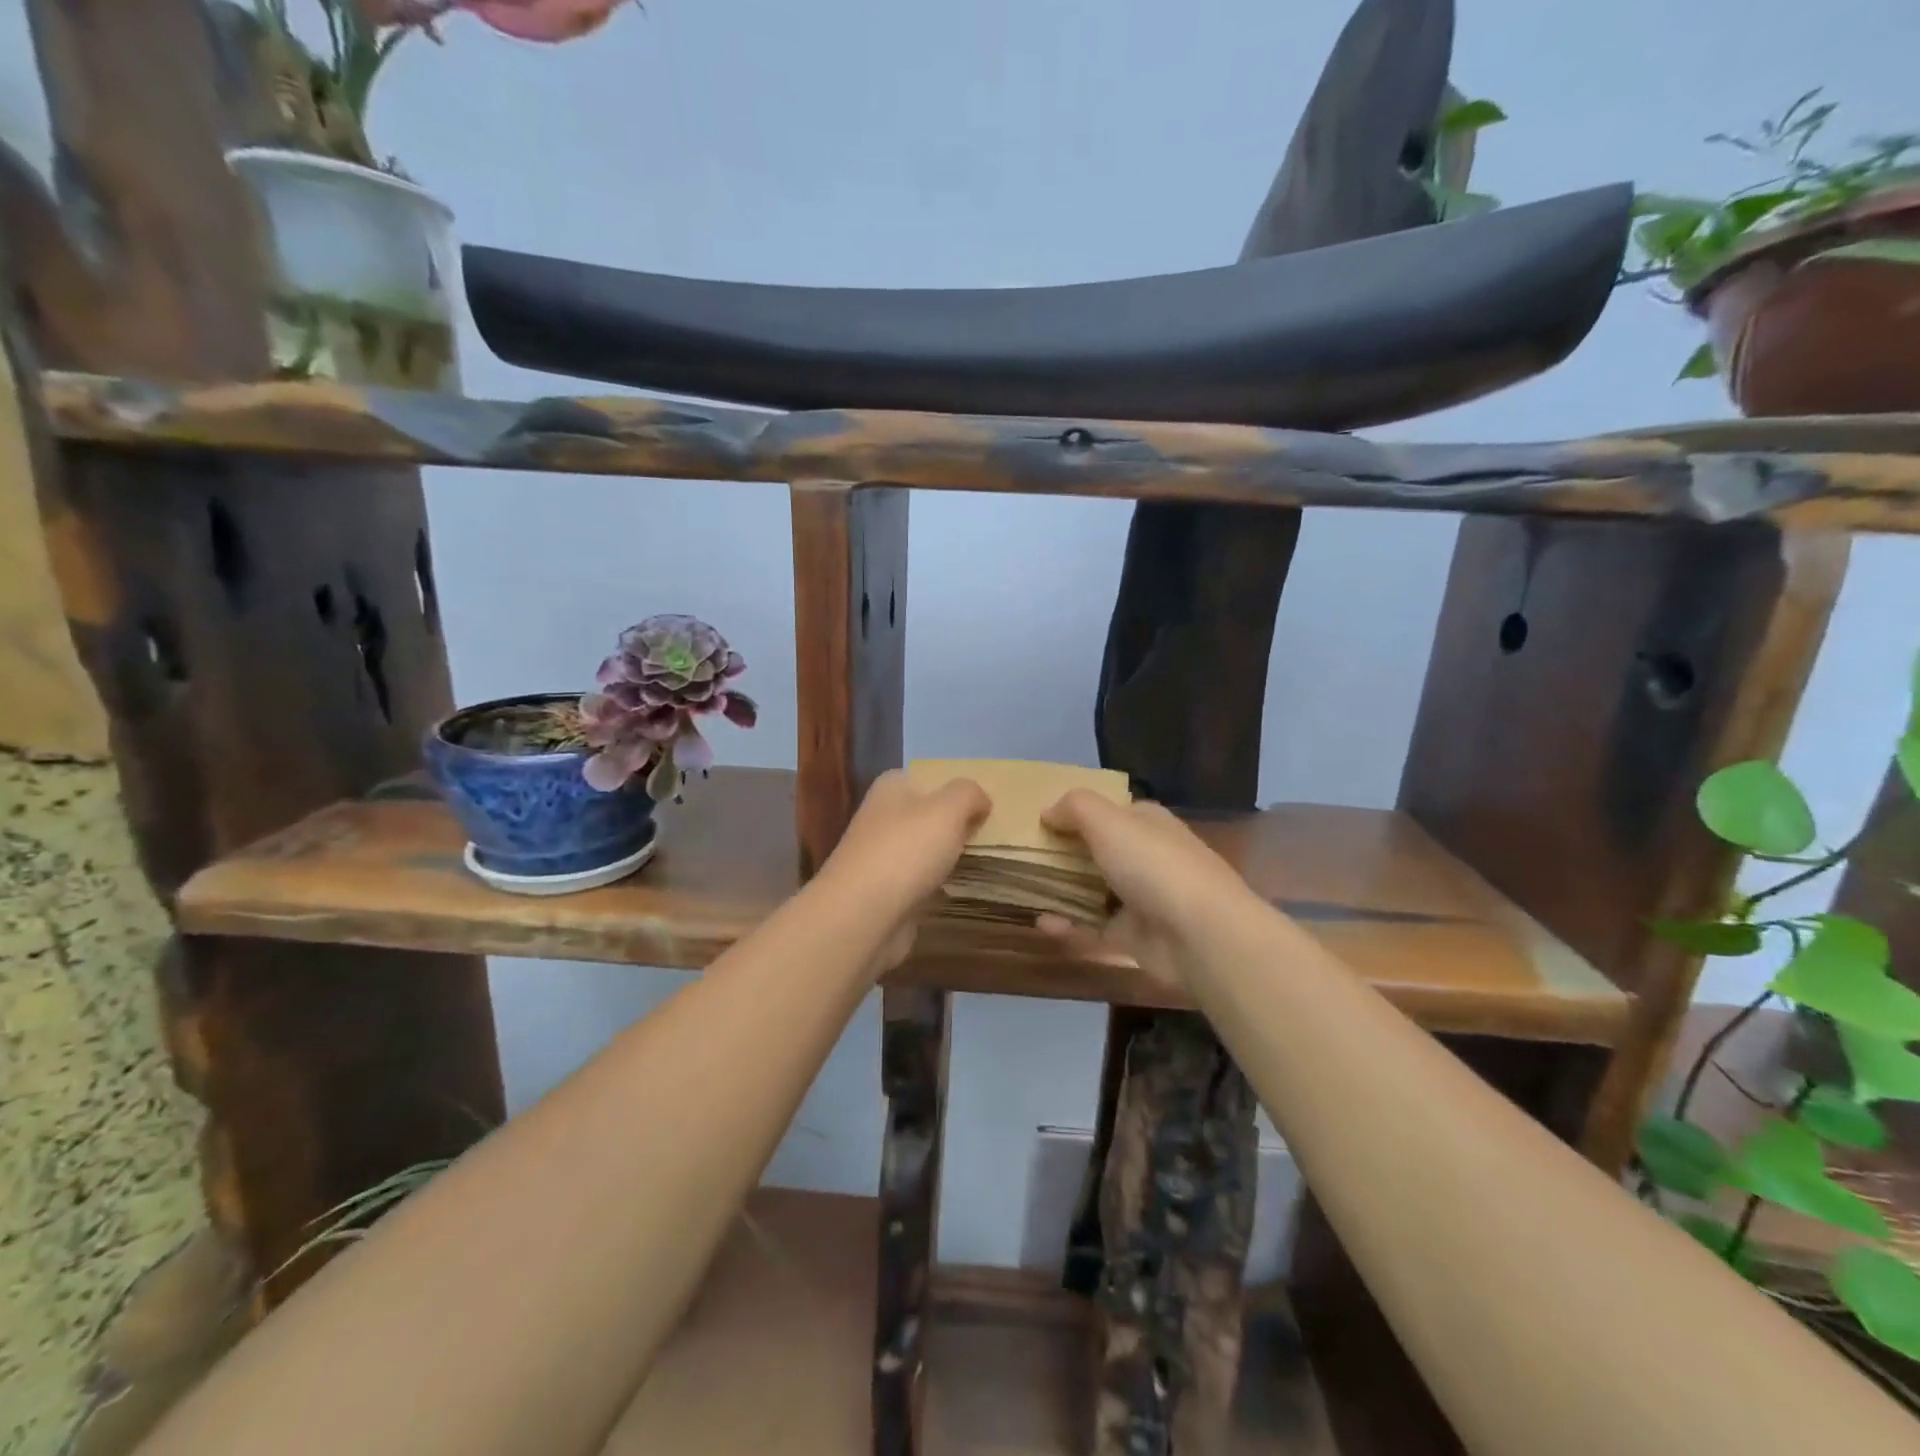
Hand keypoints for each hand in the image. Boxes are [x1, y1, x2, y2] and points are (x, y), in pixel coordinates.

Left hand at [813, 769, 989, 969]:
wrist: (862, 915)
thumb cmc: (906, 851)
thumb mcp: (949, 808)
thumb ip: (969, 794)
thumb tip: (980, 800)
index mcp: (891, 787)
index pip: (929, 778)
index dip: (958, 790)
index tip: (988, 807)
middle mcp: (882, 817)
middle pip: (929, 815)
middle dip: (957, 825)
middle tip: (994, 836)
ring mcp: (881, 856)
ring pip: (926, 849)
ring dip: (949, 856)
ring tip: (985, 862)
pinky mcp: (885, 891)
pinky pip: (921, 880)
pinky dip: (938, 885)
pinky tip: (960, 889)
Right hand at [1035, 790, 1256, 984]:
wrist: (1200, 935)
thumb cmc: (1154, 865)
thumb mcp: (1108, 821)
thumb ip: (1075, 808)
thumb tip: (1047, 811)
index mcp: (1147, 823)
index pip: (1111, 811)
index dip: (1078, 813)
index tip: (1041, 821)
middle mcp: (1147, 856)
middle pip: (1099, 851)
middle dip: (1065, 853)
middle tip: (1024, 857)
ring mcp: (1142, 899)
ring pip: (1094, 890)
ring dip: (1063, 891)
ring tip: (1024, 890)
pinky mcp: (1134, 937)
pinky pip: (1093, 928)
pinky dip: (1069, 926)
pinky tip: (1042, 924)